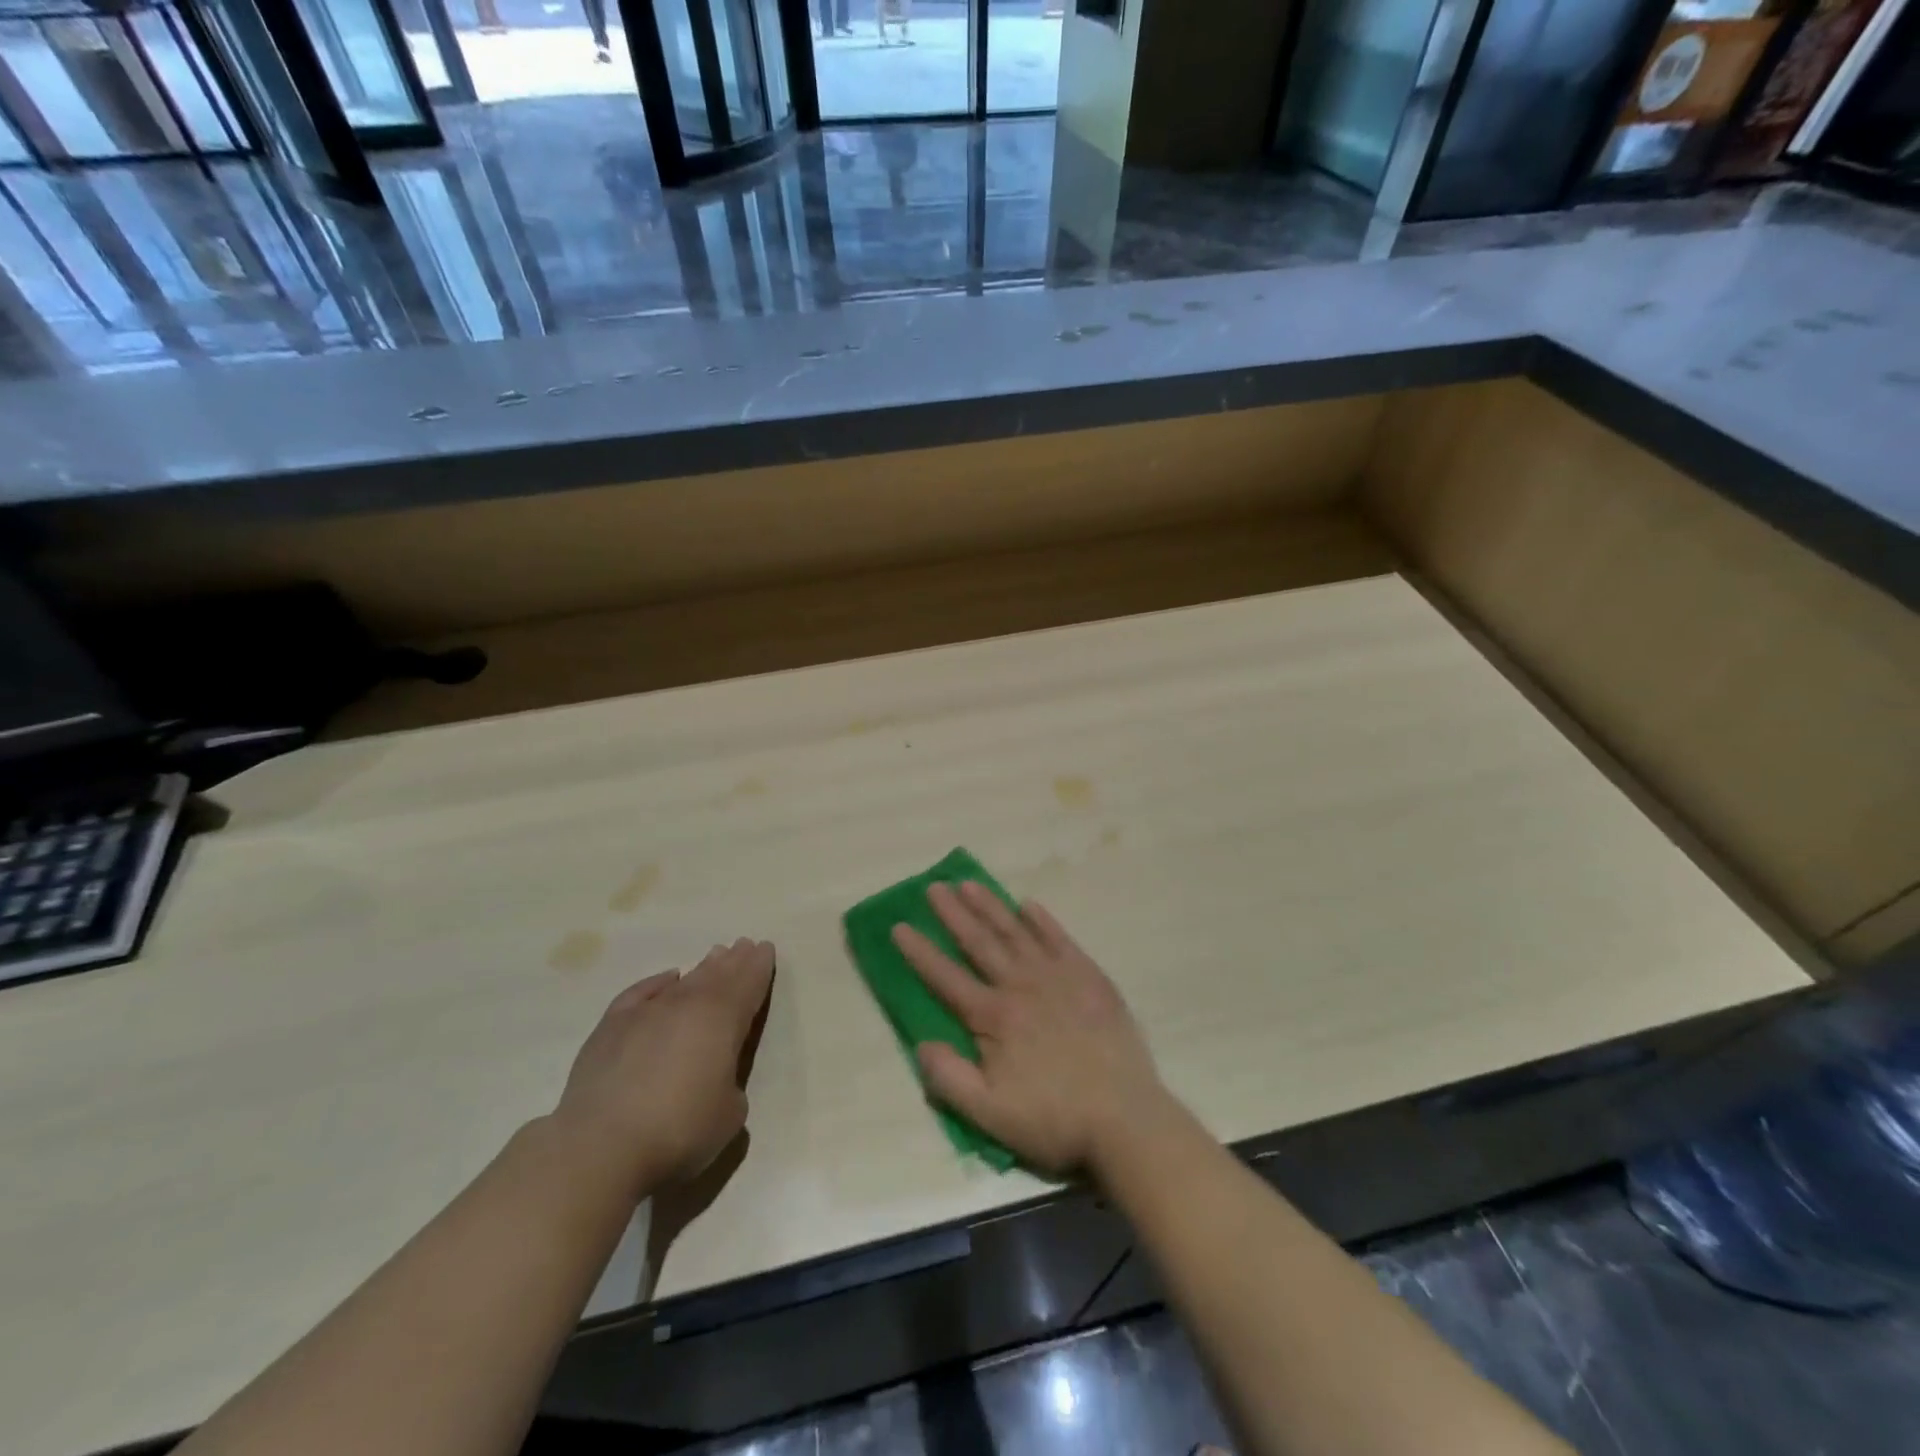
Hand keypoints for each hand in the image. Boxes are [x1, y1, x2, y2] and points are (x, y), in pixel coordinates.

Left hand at [552, 938, 773, 1196]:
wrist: (601, 1146)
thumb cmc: (679, 1129)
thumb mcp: (730, 1113)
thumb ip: (730, 1082)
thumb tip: (715, 1075)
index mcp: (723, 1020)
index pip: (748, 984)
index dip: (759, 966)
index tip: (765, 948)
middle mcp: (687, 1005)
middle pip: (717, 975)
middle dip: (733, 961)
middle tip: (742, 945)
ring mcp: (647, 1012)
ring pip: (684, 981)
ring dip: (702, 968)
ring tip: (714, 956)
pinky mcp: (612, 1027)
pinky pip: (642, 993)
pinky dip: (658, 983)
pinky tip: (667, 978)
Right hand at [894, 882, 1171, 1176]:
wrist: (1125, 1117)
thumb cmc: (1054, 1119)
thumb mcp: (991, 1115)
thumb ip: (950, 1079)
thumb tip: (921, 1044)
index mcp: (994, 1017)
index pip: (946, 978)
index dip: (920, 952)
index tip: (899, 925)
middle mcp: (1021, 986)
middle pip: (979, 943)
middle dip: (953, 914)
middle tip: (933, 886)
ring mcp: (1057, 976)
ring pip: (1015, 932)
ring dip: (990, 906)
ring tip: (968, 883)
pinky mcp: (1088, 976)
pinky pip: (1059, 938)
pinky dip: (1041, 920)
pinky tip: (1027, 905)